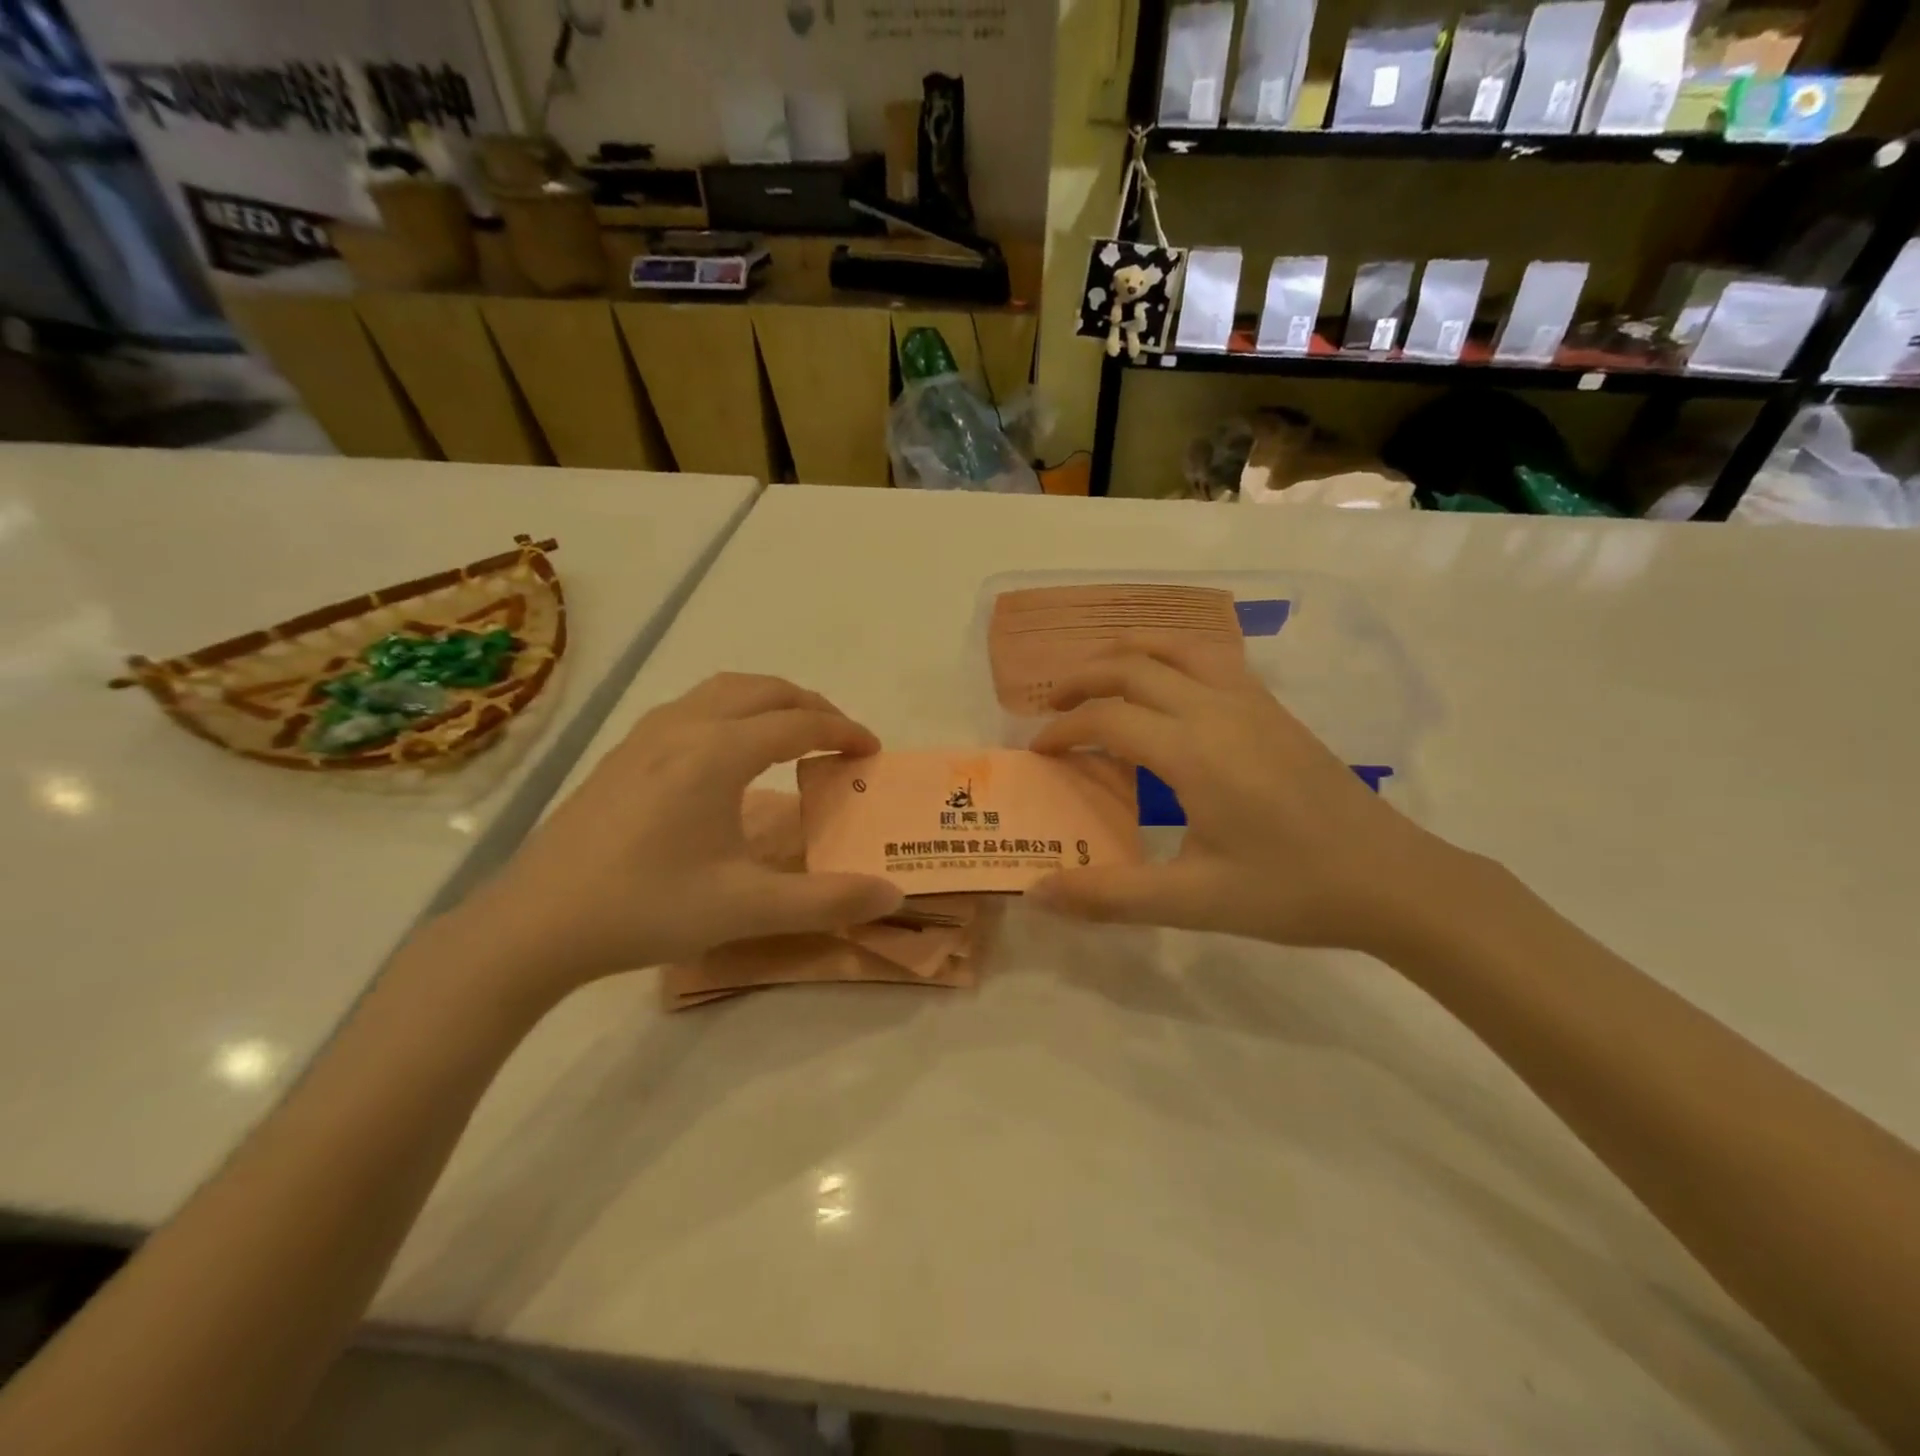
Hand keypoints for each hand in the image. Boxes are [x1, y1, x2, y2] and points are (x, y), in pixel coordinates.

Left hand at [442, 674, 901, 999]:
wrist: (535, 924)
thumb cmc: (646, 909)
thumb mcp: (747, 909)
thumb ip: (827, 900)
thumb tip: (894, 895)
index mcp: (718, 753)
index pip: (799, 723)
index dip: (844, 731)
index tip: (871, 751)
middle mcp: (684, 727)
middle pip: (764, 690)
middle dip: (811, 705)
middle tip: (839, 738)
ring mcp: (646, 735)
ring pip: (723, 690)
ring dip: (769, 700)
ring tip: (792, 732)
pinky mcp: (622, 752)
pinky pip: (693, 705)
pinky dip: (732, 709)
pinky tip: (727, 751)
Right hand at [1027, 642, 1460, 952]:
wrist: (1393, 880)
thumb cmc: (1292, 892)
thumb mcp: (1194, 902)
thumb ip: (1110, 895)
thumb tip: (1038, 893)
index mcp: (1195, 752)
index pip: (1107, 718)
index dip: (1063, 730)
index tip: (1040, 752)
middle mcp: (1218, 710)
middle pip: (1133, 666)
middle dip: (1082, 679)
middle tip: (1051, 706)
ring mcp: (1252, 702)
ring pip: (1176, 646)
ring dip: (1127, 653)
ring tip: (1098, 677)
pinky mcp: (1274, 708)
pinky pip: (1211, 657)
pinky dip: (1170, 655)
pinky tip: (1166, 686)